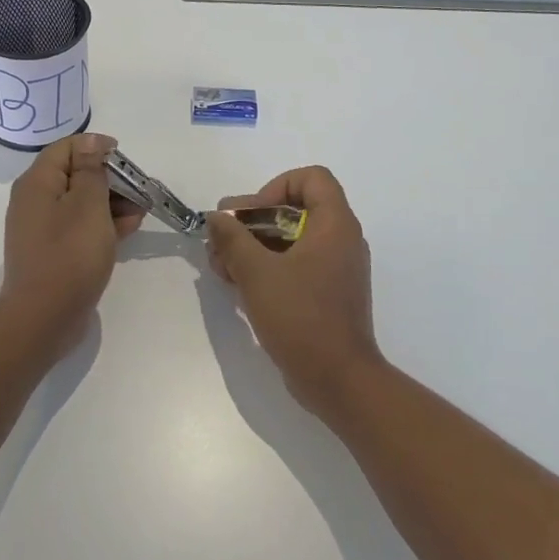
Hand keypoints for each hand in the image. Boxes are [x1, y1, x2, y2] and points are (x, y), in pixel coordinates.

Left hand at [1, 134, 144, 334]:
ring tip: (141, 210)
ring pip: (81, 202)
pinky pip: (79, 226)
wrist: (44, 317)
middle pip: (75, 174)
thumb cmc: (70, 254)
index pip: (67, 147)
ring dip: (112, 202)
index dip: (97, 148)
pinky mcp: (52, 251)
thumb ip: (92, 170)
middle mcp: (35, 200)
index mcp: (38, 182)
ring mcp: (42, 228)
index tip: (125, 160)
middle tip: (140, 189)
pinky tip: (129, 229)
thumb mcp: (88, 204)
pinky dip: (103, 224)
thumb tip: (91, 142)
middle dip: (110, 178)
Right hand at [206, 165, 381, 417]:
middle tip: (221, 242)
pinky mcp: (327, 293)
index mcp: (335, 224)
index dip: (276, 187)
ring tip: (221, 267)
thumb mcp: (257, 273)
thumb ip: (233, 238)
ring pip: (290, 239)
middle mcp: (341, 239)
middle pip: (294, 209)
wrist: (339, 381)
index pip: (311, 178)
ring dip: (253, 246)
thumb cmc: (301, 318)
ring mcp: (336, 268)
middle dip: (252, 222)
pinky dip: (267, 267)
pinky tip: (237, 284)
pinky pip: (296, 265)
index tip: (251, 215)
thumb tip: (217, 216)